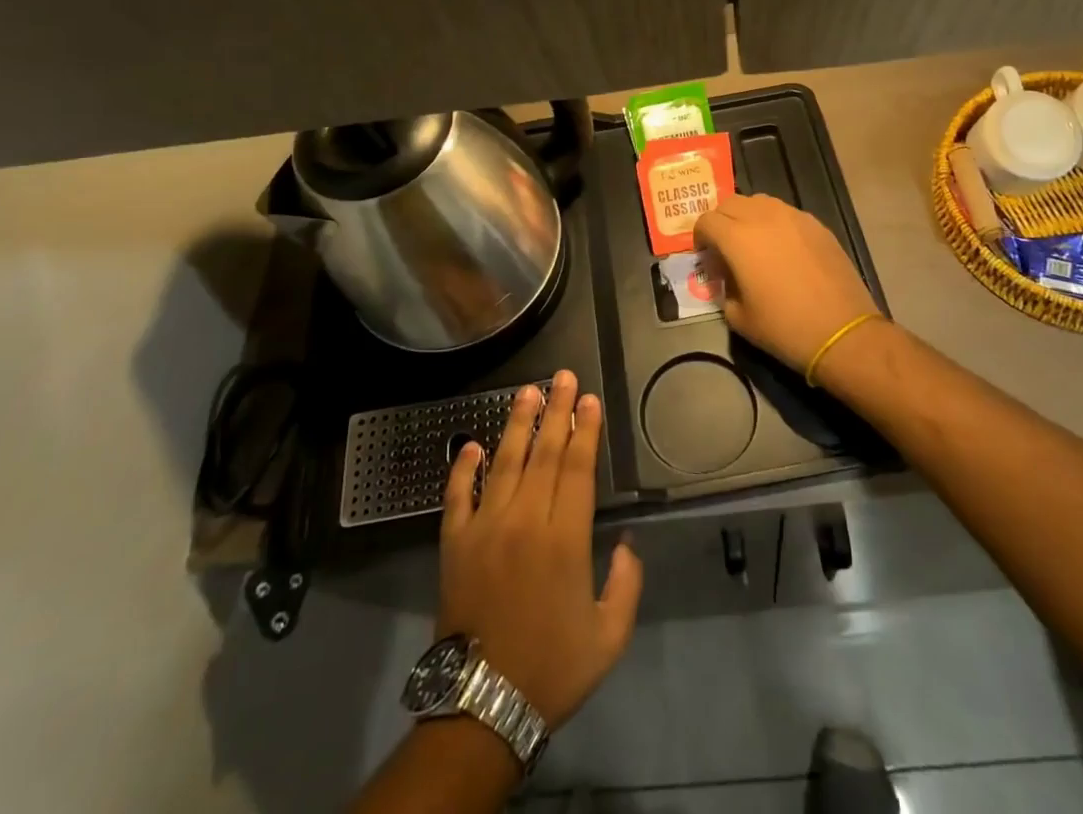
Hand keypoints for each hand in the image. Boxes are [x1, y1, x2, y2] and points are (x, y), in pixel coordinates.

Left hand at [437, 370, 642, 730]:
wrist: (482, 705)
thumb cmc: (552, 668)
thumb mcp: (608, 635)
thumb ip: (626, 584)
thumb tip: (628, 543)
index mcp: (565, 539)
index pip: (577, 468)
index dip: (585, 430)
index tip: (589, 400)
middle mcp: (525, 520)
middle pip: (544, 453)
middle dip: (556, 411)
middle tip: (563, 376)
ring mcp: (485, 527)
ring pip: (503, 462)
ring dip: (517, 424)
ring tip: (527, 392)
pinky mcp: (455, 543)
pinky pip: (458, 495)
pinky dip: (463, 468)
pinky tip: (471, 444)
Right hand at [692, 193, 880, 372]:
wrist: (841, 331)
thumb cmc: (784, 328)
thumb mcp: (738, 317)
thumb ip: (724, 288)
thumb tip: (728, 277)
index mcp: (738, 238)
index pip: (706, 220)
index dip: (700, 237)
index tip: (706, 256)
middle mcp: (763, 217)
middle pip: (730, 203)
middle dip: (721, 221)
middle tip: (725, 247)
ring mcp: (793, 216)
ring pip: (759, 201)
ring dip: (748, 216)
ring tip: (754, 243)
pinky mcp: (816, 224)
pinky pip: (786, 212)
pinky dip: (775, 223)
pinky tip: (783, 249)